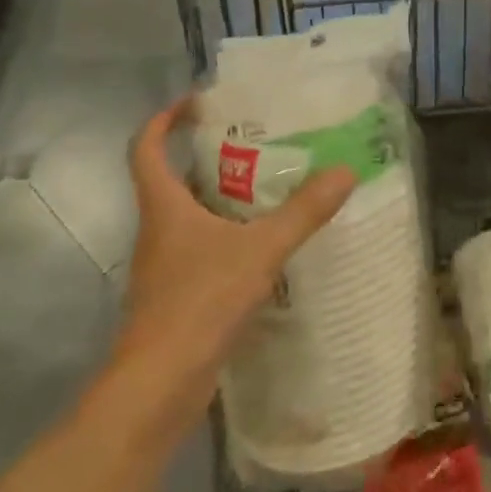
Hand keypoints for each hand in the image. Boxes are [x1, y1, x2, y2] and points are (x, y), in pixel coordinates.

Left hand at [119, 96, 355, 396]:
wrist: (157, 389)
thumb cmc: (198, 304)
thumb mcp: (260, 251)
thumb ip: (303, 212)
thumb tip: (345, 171)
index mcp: (164, 207)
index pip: (146, 148)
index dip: (164, 119)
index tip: (197, 102)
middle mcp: (158, 230)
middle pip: (173, 179)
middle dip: (208, 155)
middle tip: (256, 140)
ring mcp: (165, 266)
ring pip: (190, 216)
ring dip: (222, 197)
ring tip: (270, 185)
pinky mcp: (177, 295)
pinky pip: (203, 249)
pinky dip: (229, 236)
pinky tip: (265, 244)